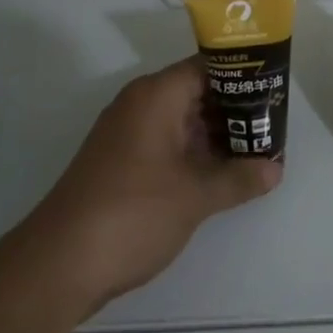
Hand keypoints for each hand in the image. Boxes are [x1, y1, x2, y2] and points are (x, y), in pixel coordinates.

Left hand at [0, 56, 281, 319]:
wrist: (57, 265)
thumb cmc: (133, 213)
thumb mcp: (195, 196)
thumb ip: (239, 178)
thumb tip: (276, 169)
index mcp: (157, 95)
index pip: (208, 67)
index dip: (243, 76)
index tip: (274, 91)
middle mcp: (140, 104)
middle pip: (196, 93)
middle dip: (234, 110)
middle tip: (273, 125)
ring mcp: (126, 134)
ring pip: (182, 121)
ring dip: (215, 136)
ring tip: (256, 150)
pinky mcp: (119, 163)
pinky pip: (166, 144)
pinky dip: (193, 153)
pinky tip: (220, 174)